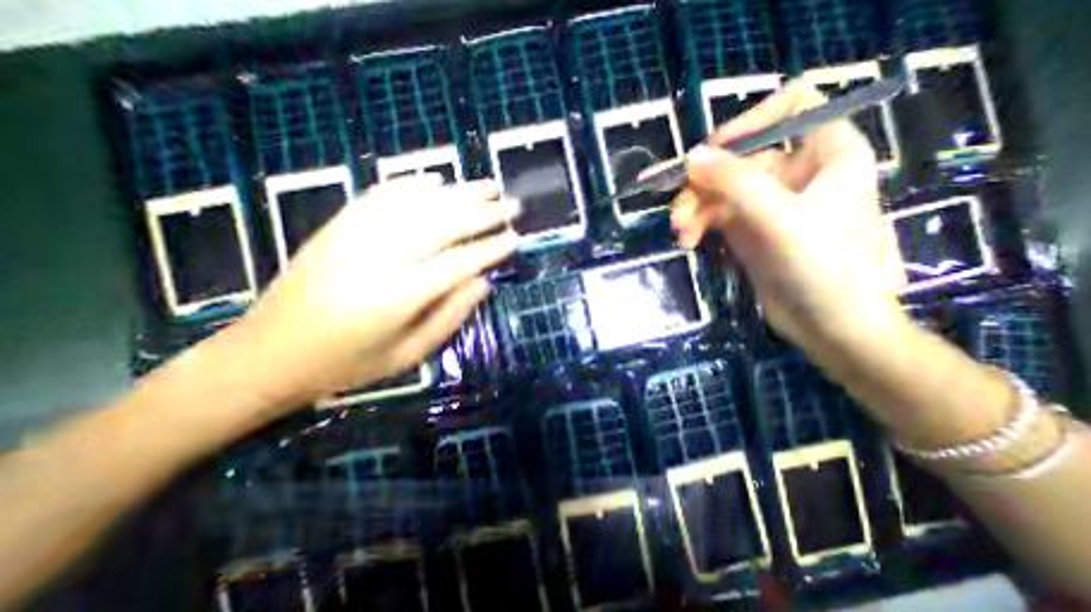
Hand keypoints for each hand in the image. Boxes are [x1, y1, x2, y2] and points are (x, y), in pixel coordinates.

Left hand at [230, 175, 517, 408]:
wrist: (266, 355)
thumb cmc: (347, 365)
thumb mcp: (409, 354)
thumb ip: (450, 316)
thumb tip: (483, 282)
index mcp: (399, 296)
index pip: (459, 262)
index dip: (490, 248)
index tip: (515, 238)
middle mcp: (380, 257)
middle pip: (442, 224)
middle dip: (483, 213)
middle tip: (511, 204)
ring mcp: (355, 236)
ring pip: (417, 204)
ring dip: (457, 192)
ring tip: (487, 185)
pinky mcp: (337, 227)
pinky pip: (381, 196)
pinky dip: (411, 184)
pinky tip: (434, 179)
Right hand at [671, 82, 908, 357]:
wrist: (830, 324)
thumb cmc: (824, 266)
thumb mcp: (780, 218)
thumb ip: (735, 183)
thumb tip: (692, 157)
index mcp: (825, 152)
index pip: (791, 107)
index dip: (750, 122)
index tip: (714, 151)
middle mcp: (794, 172)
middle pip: (738, 157)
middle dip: (704, 184)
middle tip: (679, 213)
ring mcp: (767, 202)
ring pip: (720, 188)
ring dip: (694, 208)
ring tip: (680, 234)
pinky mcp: (749, 228)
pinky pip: (715, 214)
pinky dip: (698, 224)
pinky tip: (688, 241)